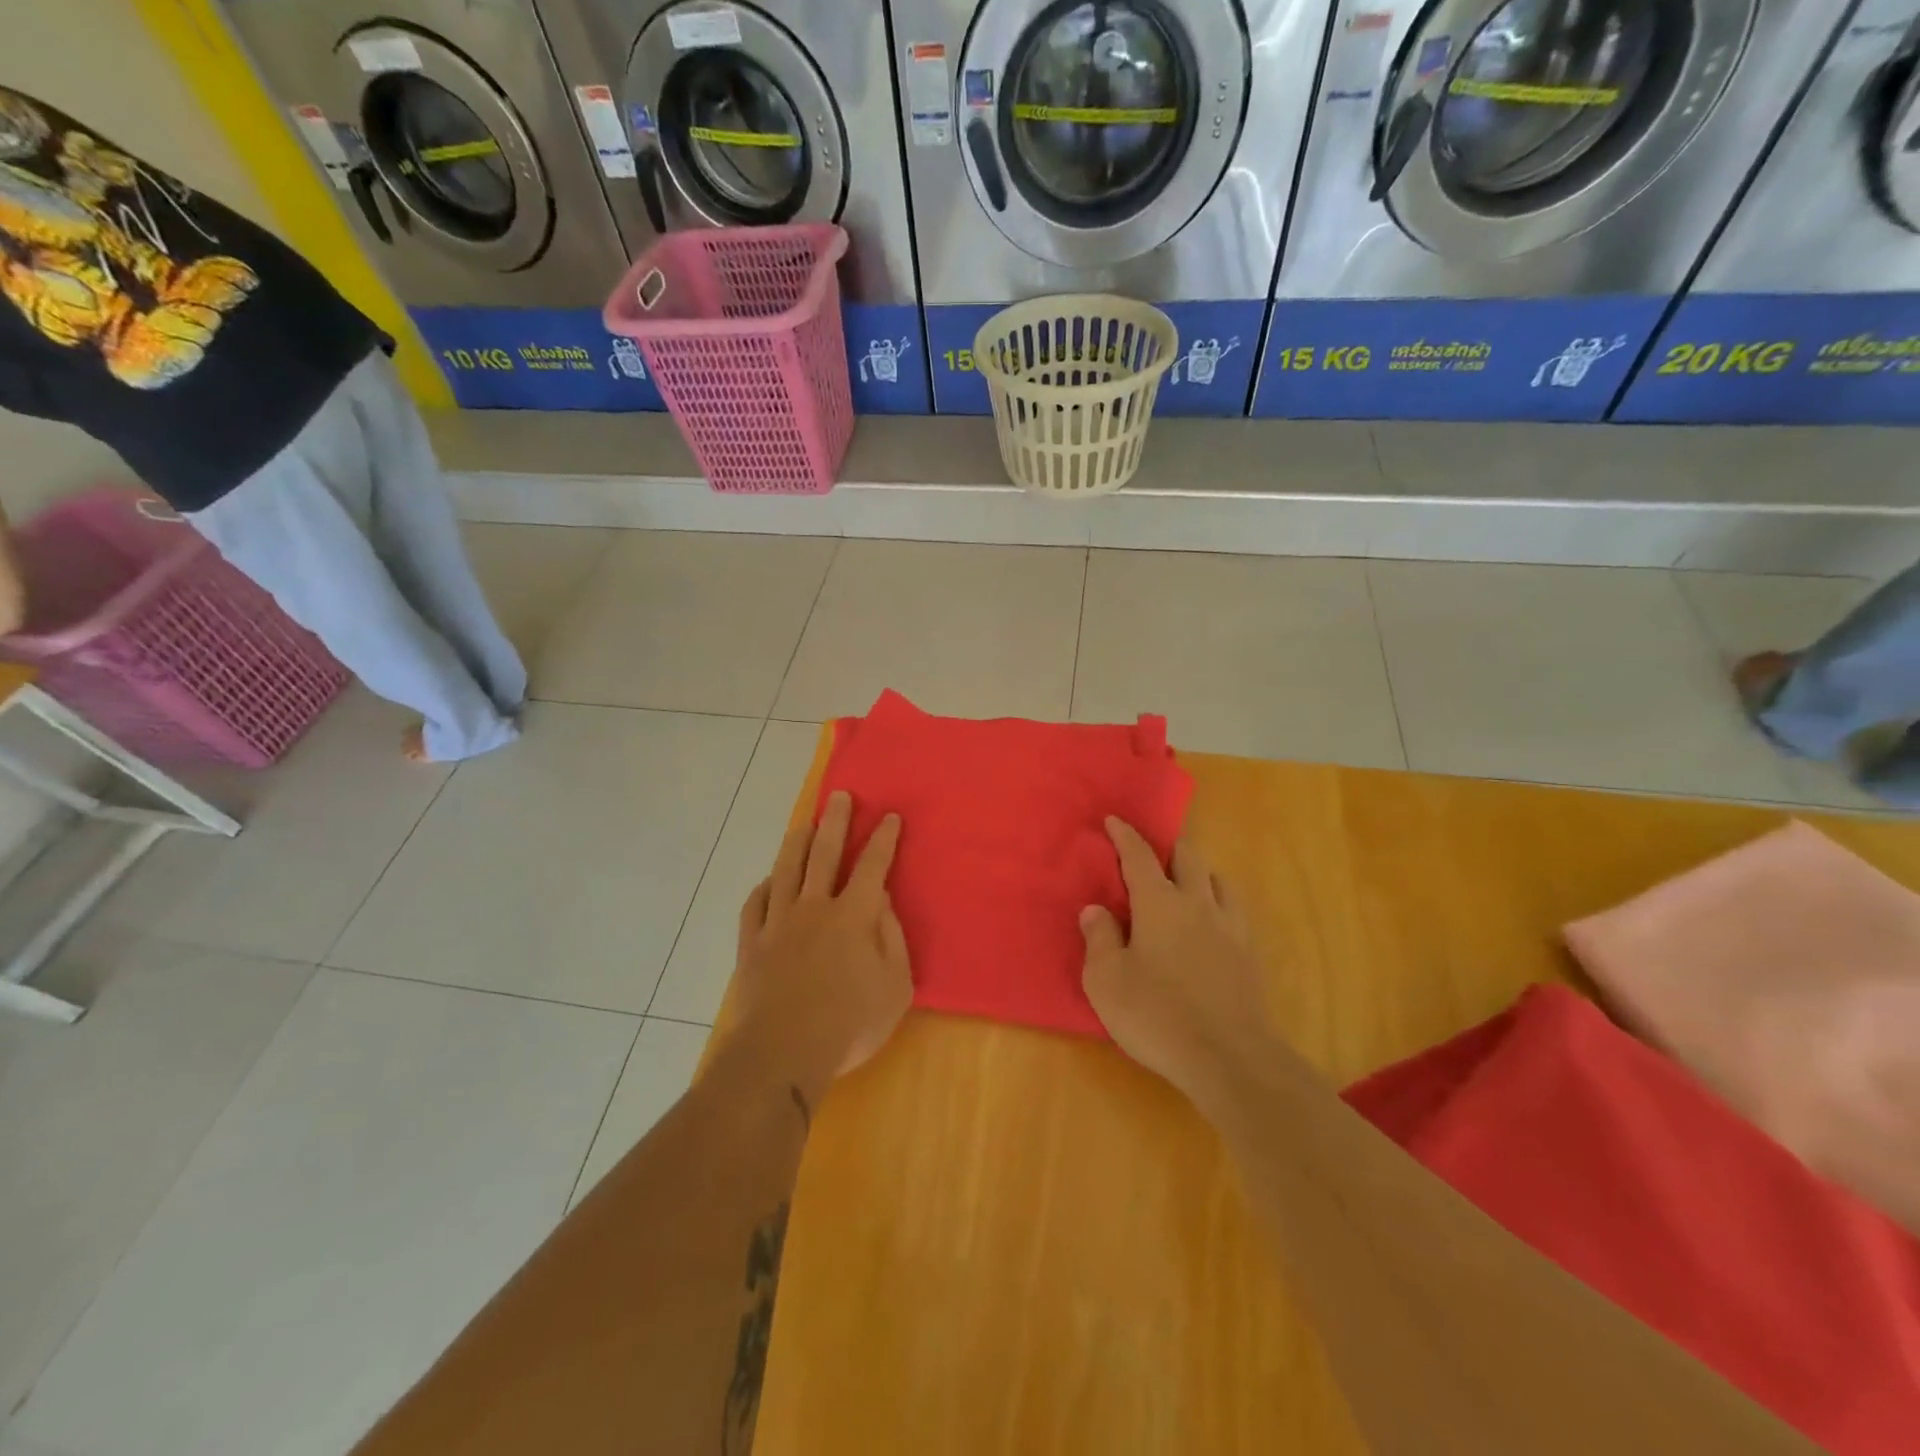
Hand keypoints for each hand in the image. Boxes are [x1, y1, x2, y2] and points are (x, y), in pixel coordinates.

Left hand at [727, 791, 910, 1094]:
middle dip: (836, 822)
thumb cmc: (849, 1023)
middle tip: (840, 796)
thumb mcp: (895, 987)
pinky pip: (755, 904)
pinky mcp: (752, 943)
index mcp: (853, 916)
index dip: (883, 839)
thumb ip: (891, 939)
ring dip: (798, 842)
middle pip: (825, 853)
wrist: (782, 1053)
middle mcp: (815, 907)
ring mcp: (778, 923)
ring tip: (805, 824)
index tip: (890, 816)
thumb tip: (881, 903)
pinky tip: (769, 880)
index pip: (872, 866)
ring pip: (787, 869)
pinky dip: (764, 887)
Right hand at [1081, 818, 1276, 1108]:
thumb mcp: (1107, 981)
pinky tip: (1213, 921)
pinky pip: (1235, 910)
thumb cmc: (1157, 1015)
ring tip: (1187, 884)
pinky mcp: (1250, 955)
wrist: (1230, 1058)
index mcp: (1159, 904)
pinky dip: (1220, 902)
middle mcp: (1198, 904)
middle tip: (1154, 853)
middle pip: (1188, 857)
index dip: (1125, 835)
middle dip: (1169, 846)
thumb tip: (1095, 909)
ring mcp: (1230, 928)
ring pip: (1219, 879)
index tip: (1114, 820)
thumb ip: (1099, 939)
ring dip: (1200, 872)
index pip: (1139, 856)